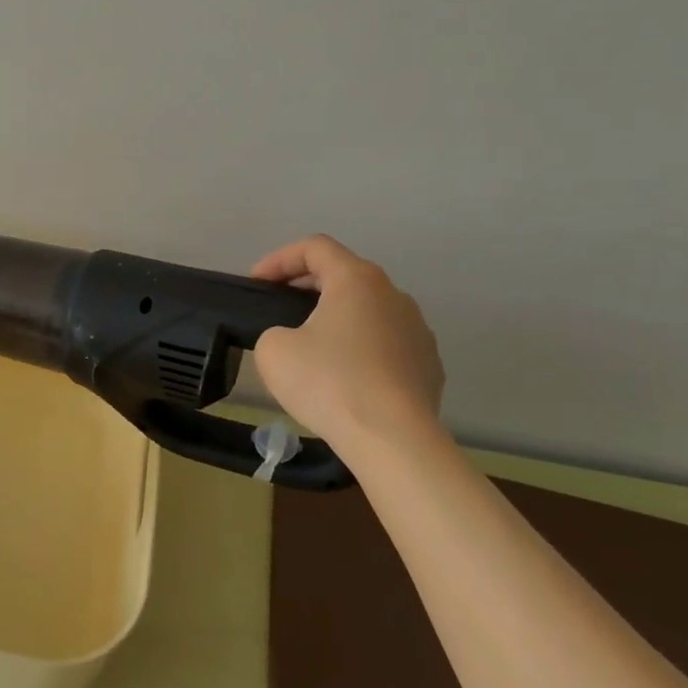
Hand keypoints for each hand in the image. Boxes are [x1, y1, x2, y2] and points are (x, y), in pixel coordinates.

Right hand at [249, 235, 443, 451]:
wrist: (394, 441)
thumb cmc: (330, 382)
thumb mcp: (273, 350)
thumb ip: (274, 332)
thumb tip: (293, 342)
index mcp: (357, 279)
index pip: (315, 247)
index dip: (279, 259)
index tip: (257, 284)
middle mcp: (393, 294)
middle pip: (345, 275)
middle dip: (308, 287)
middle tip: (280, 310)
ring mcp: (418, 330)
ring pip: (369, 311)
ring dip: (338, 319)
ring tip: (313, 348)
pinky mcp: (429, 366)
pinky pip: (387, 345)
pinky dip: (362, 351)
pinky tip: (346, 380)